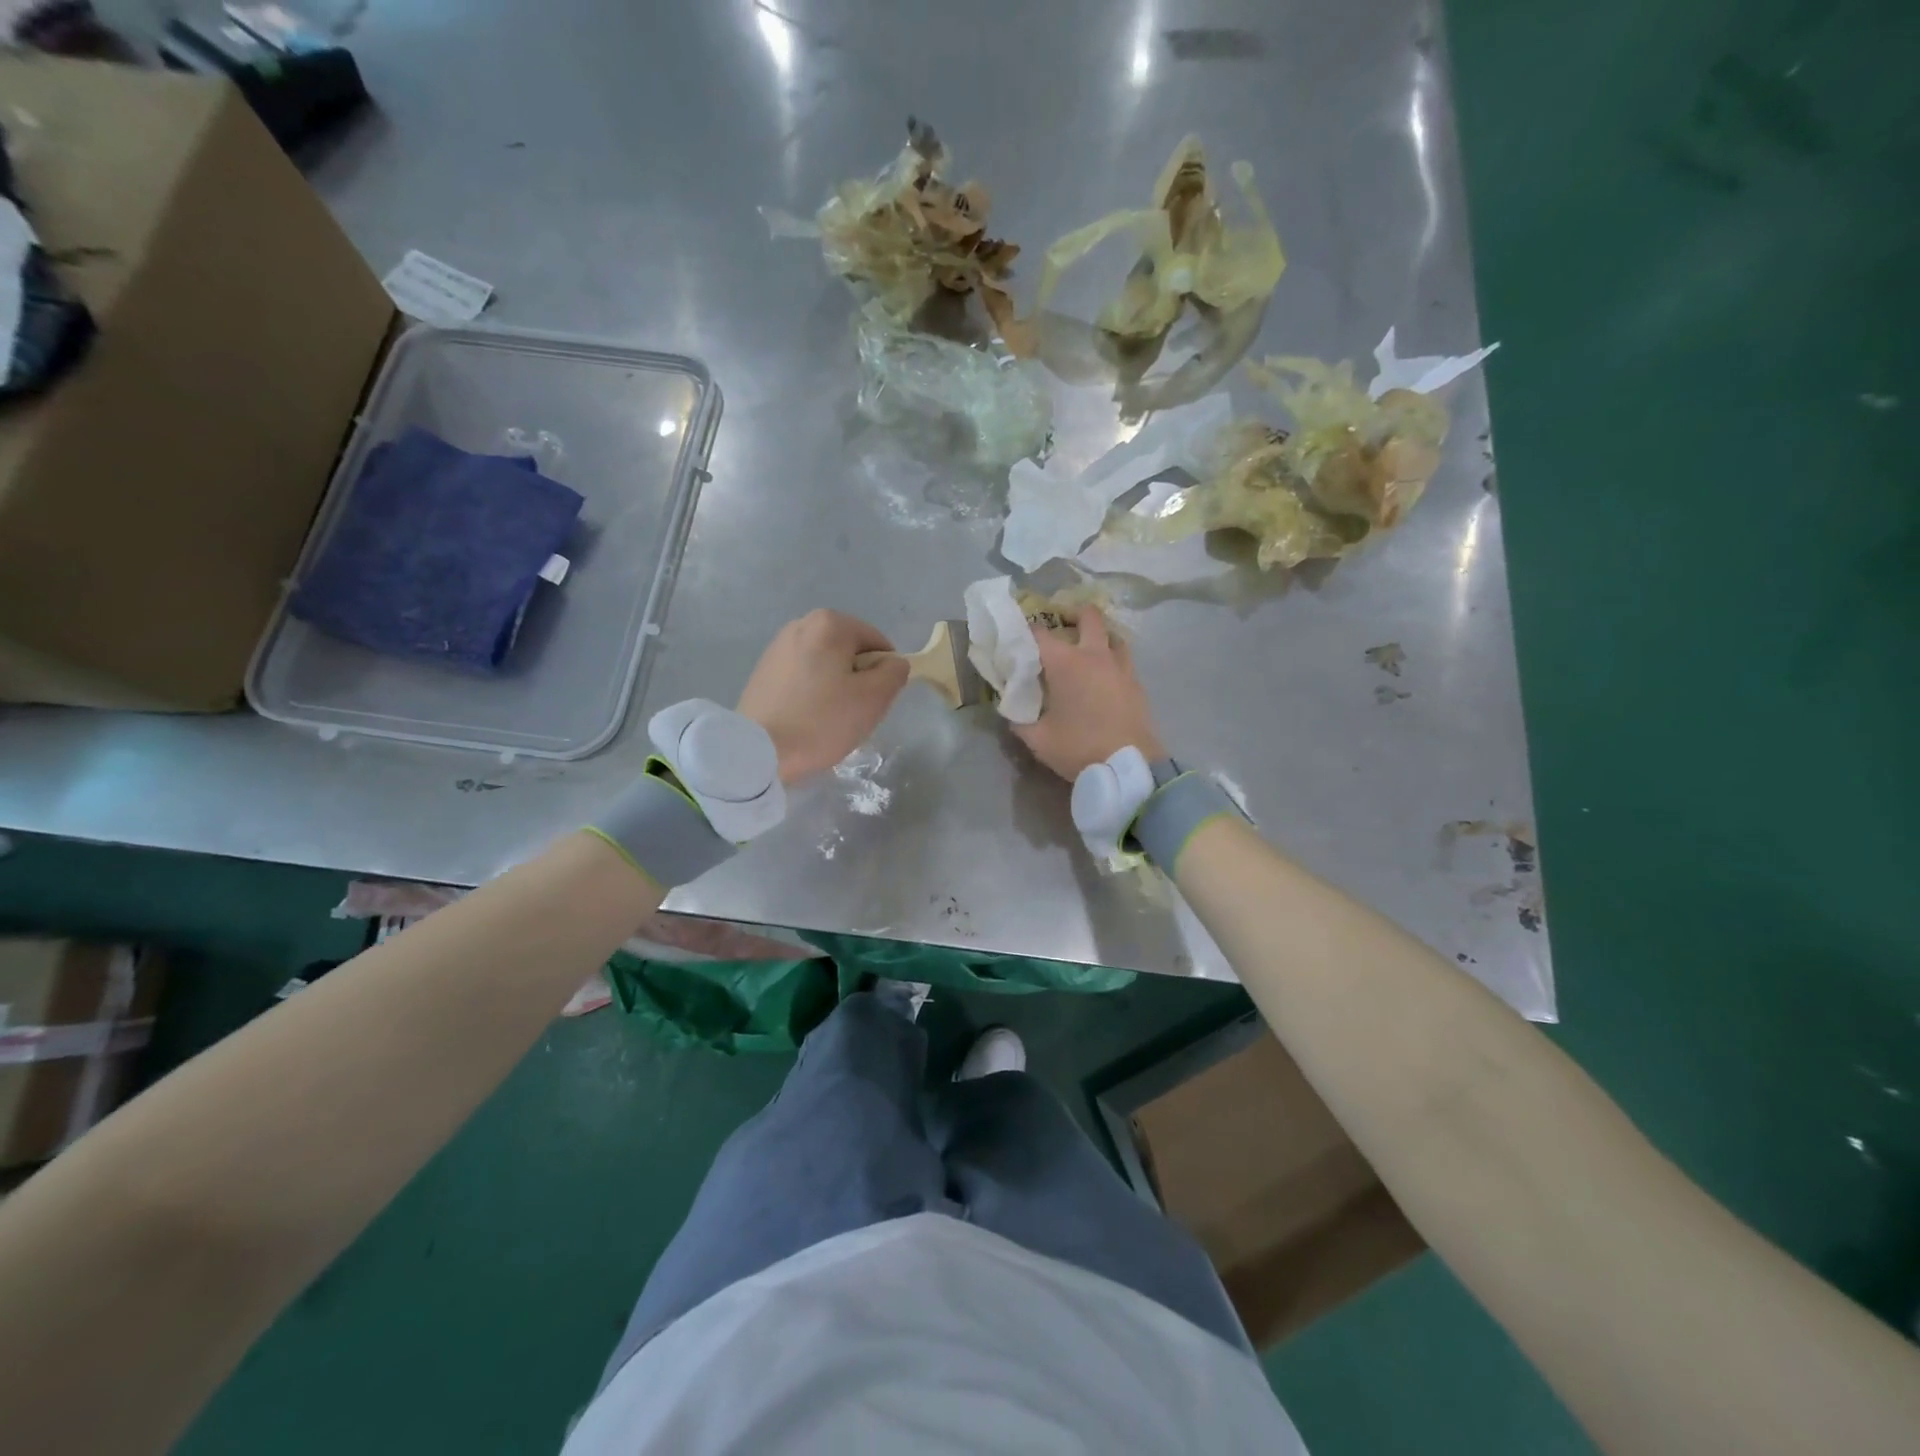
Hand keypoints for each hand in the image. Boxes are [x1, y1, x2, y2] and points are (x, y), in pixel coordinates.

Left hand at [737, 610, 909, 783]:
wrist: (758, 751)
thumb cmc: (821, 721)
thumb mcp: (873, 699)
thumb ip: (895, 673)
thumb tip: (893, 663)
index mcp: (830, 623)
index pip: (878, 644)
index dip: (883, 675)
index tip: (870, 703)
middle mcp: (802, 624)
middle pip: (850, 652)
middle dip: (857, 680)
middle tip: (850, 713)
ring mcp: (778, 646)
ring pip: (826, 665)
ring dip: (835, 687)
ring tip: (826, 719)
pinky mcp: (763, 669)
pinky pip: (803, 676)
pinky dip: (811, 693)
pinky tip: (805, 718)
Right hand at [1011, 609, 1164, 780]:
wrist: (1129, 766)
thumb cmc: (1079, 748)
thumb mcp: (1038, 739)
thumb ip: (1020, 720)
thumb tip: (1012, 711)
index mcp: (1066, 663)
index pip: (1040, 633)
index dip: (1026, 631)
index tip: (1018, 638)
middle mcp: (1095, 655)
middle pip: (1088, 616)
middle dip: (1073, 613)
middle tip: (1061, 625)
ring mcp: (1121, 667)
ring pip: (1112, 635)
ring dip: (1098, 636)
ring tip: (1086, 650)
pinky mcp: (1137, 683)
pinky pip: (1123, 659)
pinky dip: (1111, 659)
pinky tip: (1104, 676)